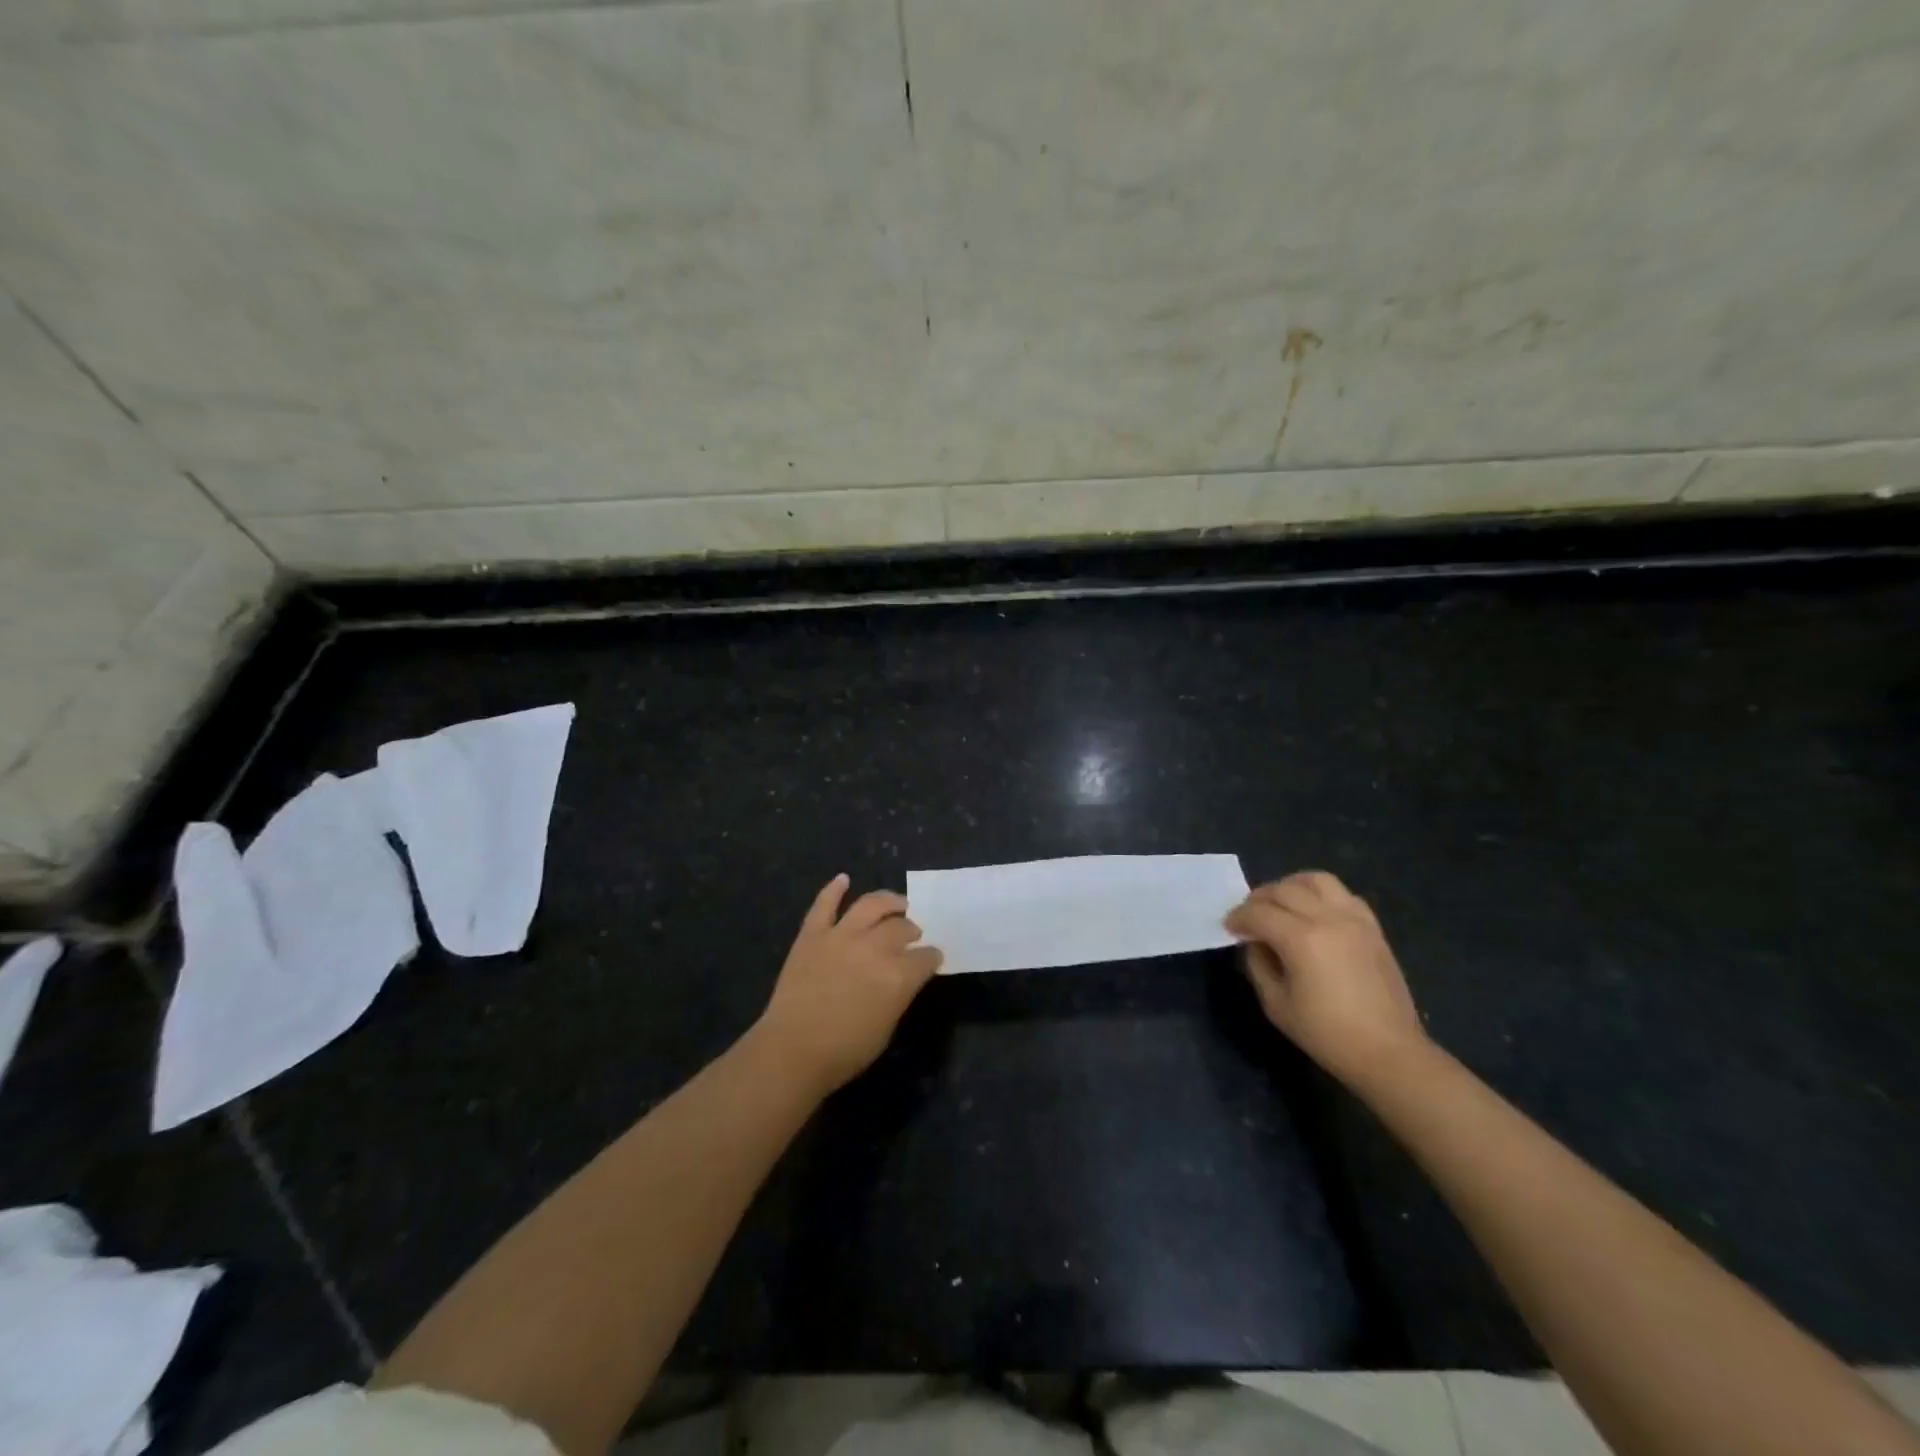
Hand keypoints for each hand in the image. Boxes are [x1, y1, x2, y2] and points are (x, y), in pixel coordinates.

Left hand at [754, 874, 942, 1096]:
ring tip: (897, 903)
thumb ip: (899, 996)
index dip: (932, 957)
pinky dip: (834, 889)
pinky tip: (843, 879)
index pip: (926, 957)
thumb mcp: (887, 1028)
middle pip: (901, 927)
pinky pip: (824, 905)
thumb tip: (904, 980)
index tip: (933, 958)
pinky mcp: (812, 934)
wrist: (792, 1050)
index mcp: (898, 975)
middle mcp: (874, 947)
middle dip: (912, 929)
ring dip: (888, 901)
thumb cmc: (844, 1051)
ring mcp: (841, 936)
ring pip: (870, 905)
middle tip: (912, 934)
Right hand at [1225, 870, 1428, 1087]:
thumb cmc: (1327, 1034)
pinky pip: (1343, 894)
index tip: (1229, 928)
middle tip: (1249, 917)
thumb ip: (1258, 965)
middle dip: (1258, 899)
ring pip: (1316, 880)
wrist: (1389, 1052)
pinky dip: (1321, 896)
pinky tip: (1314, 914)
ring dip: (1291, 886)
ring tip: (1281, 905)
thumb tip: (1254, 943)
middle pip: (1283, 889)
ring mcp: (1354, 919)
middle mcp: (1328, 919)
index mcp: (1301, 939)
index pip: (1258, 912)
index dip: (1238, 917)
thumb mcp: (1276, 1004)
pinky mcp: (1373, 927)